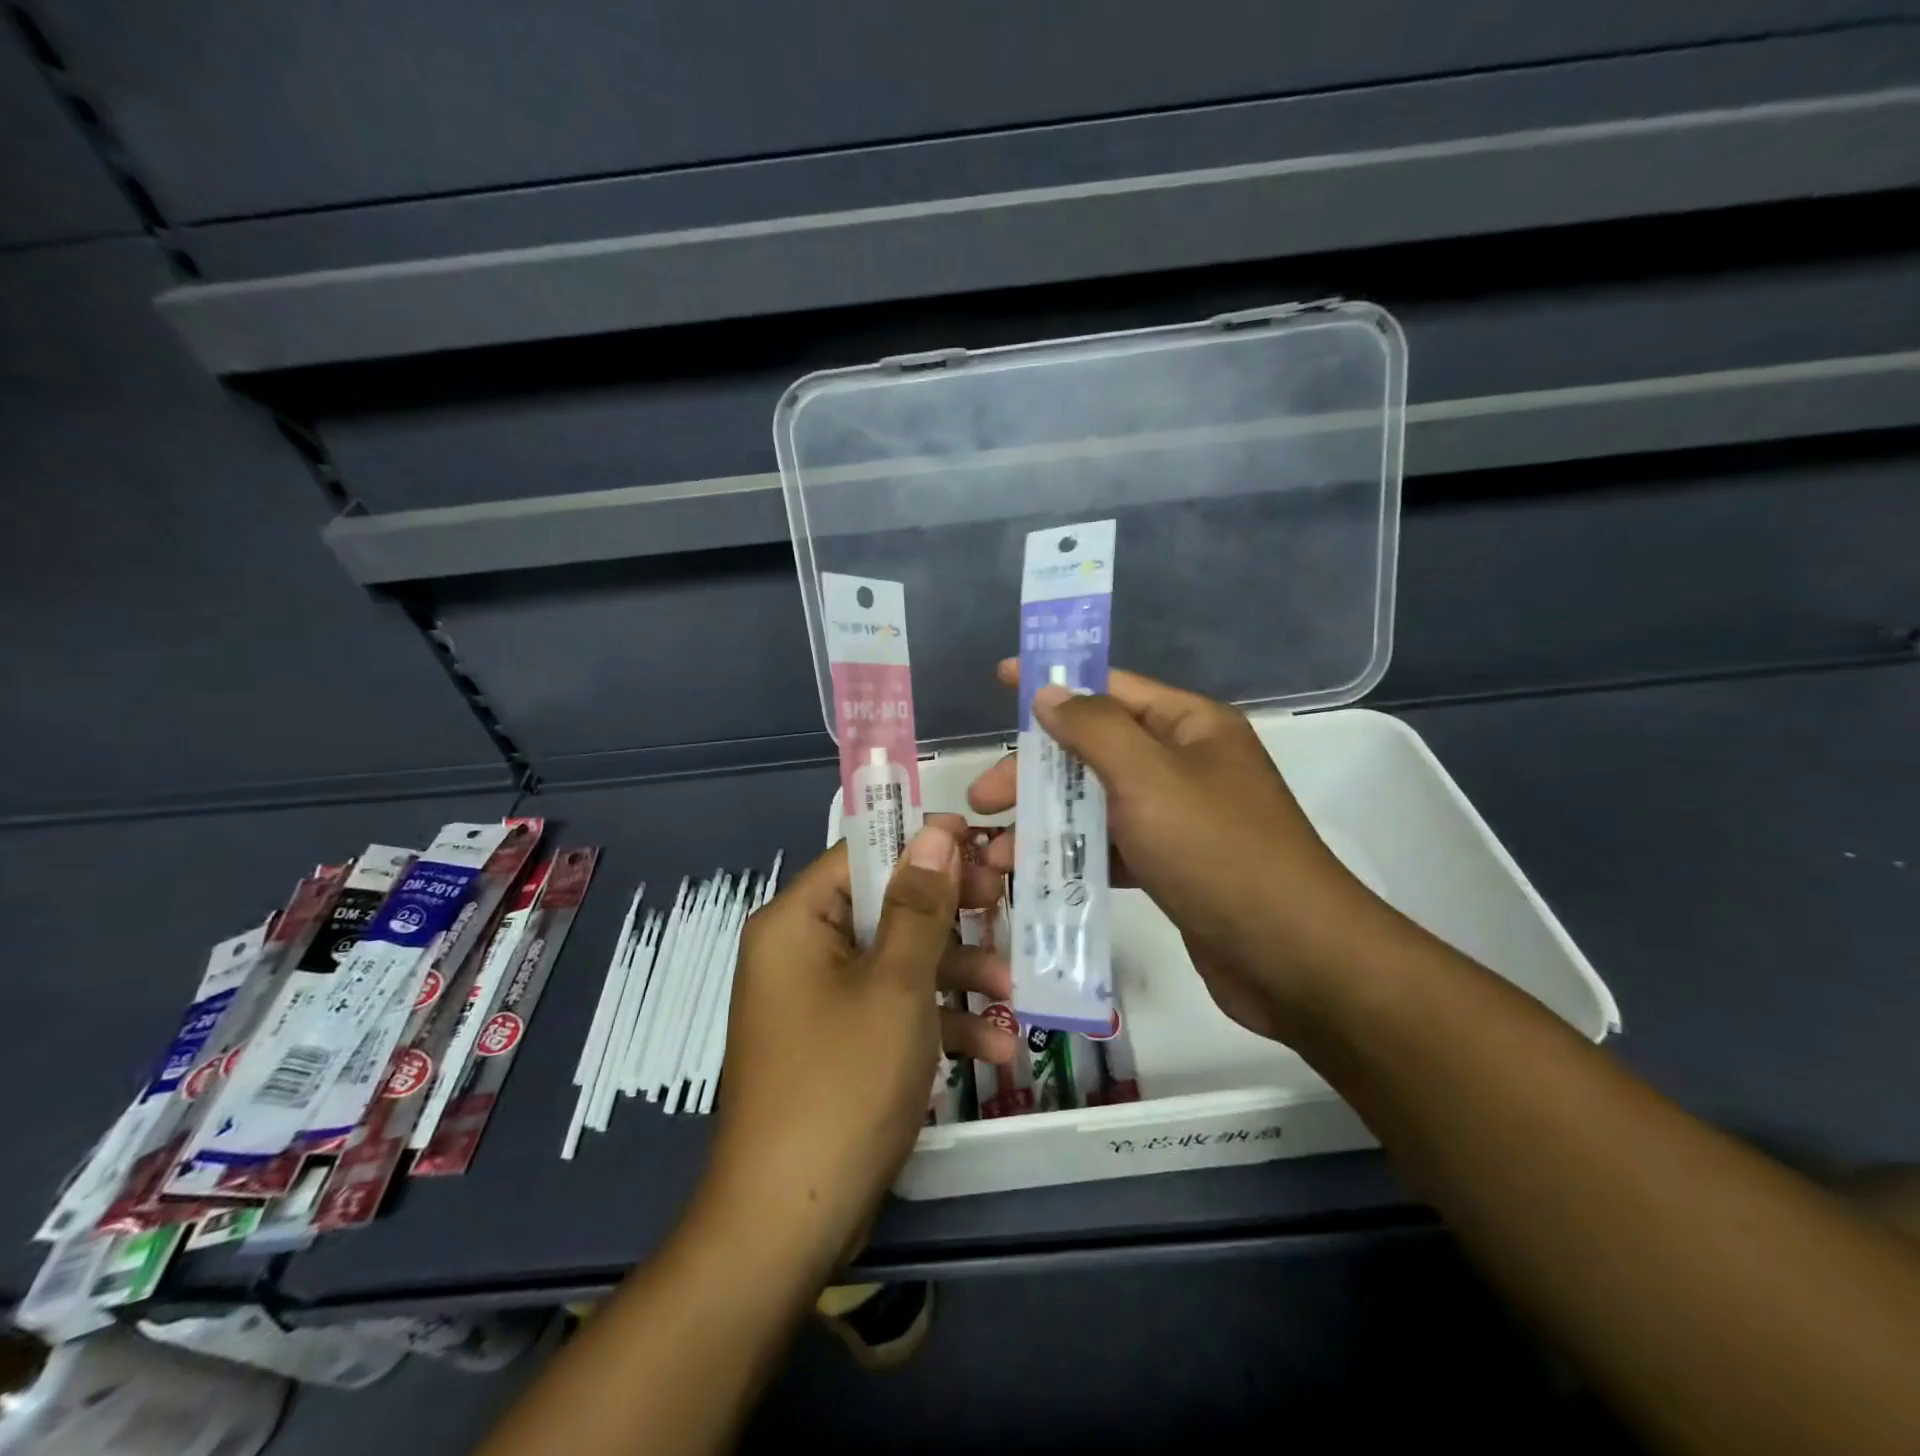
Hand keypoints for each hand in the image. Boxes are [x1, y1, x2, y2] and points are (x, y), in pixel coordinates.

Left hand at [705, 826, 1017, 1274]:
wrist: (787, 1225)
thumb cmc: (843, 1084)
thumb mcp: (896, 986)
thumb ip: (921, 905)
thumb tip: (937, 830)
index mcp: (798, 921)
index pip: (864, 854)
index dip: (924, 844)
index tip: (982, 844)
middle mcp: (802, 951)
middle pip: (886, 907)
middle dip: (951, 916)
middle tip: (1006, 904)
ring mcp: (819, 1000)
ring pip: (897, 961)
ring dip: (956, 975)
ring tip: (1014, 991)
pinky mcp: (837, 1043)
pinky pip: (889, 1009)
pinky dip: (935, 1021)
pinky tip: (994, 1047)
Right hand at [969, 661, 1393, 1043]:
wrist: (1292, 958)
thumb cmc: (1217, 851)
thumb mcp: (1148, 777)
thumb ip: (1093, 728)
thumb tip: (1049, 691)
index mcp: (1189, 725)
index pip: (1110, 687)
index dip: (1054, 683)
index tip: (1001, 679)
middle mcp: (1185, 763)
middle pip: (1094, 750)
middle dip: (1034, 772)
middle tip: (980, 799)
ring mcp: (1180, 817)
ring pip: (1097, 803)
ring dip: (1046, 821)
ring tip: (995, 853)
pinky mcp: (1173, 866)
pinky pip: (1112, 847)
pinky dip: (1074, 856)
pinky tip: (1034, 876)